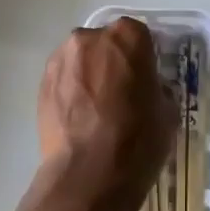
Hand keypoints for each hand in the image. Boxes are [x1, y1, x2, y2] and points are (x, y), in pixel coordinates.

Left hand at [36, 18, 174, 210]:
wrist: (88, 174)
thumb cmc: (138, 140)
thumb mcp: (168, 113)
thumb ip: (157, 89)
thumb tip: (148, 90)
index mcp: (128, 37)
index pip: (139, 36)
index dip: (143, 57)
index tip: (145, 78)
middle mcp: (90, 38)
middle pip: (105, 43)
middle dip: (112, 62)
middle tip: (121, 93)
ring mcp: (61, 59)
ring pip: (81, 60)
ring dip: (89, 75)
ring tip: (97, 109)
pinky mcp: (41, 84)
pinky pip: (63, 80)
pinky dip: (71, 92)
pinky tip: (79, 119)